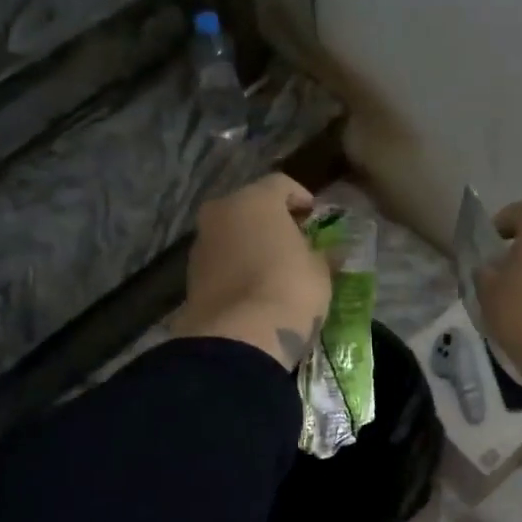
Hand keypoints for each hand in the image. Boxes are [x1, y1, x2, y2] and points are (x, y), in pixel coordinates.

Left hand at [174, 173, 331, 370]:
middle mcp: (221, 211)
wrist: (240, 337)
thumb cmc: (290, 290)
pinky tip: (254, 288)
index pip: (281, 184)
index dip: (301, 198)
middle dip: (272, 221)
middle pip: (250, 207)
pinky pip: (221, 261)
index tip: (314, 217)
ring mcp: (201, 243)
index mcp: (255, 199)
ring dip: (251, 244)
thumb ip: (322, 254)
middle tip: (294, 241)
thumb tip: (330, 252)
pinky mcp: (191, 275)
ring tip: (273, 268)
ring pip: (231, 233)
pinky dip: (236, 267)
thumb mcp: (320, 272)